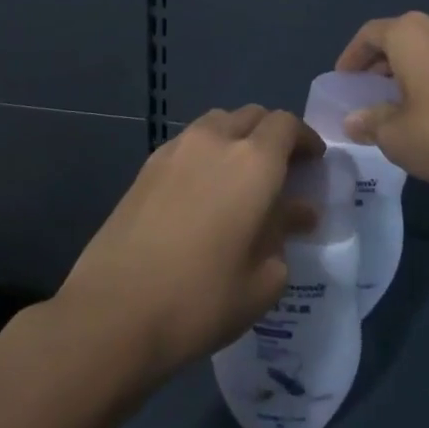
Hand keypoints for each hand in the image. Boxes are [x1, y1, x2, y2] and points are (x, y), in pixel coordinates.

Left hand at [57, 106, 320, 379]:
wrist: (115, 311)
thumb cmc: (202, 298)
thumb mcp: (263, 278)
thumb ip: (285, 233)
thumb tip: (297, 211)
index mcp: (253, 161)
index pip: (286, 124)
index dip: (304, 139)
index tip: (313, 163)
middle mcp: (215, 141)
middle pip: (251, 115)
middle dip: (271, 135)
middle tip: (281, 171)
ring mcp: (175, 150)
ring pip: (216, 123)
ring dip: (236, 138)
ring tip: (240, 179)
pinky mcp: (146, 167)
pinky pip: (188, 143)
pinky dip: (206, 153)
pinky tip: (204, 192)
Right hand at [334, 11, 428, 192]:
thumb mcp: (395, 136)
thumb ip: (370, 122)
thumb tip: (354, 121)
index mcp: (411, 32)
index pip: (370, 34)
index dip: (351, 57)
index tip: (344, 80)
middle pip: (402, 38)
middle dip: (383, 64)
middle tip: (370, 93)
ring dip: (414, 70)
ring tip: (405, 102)